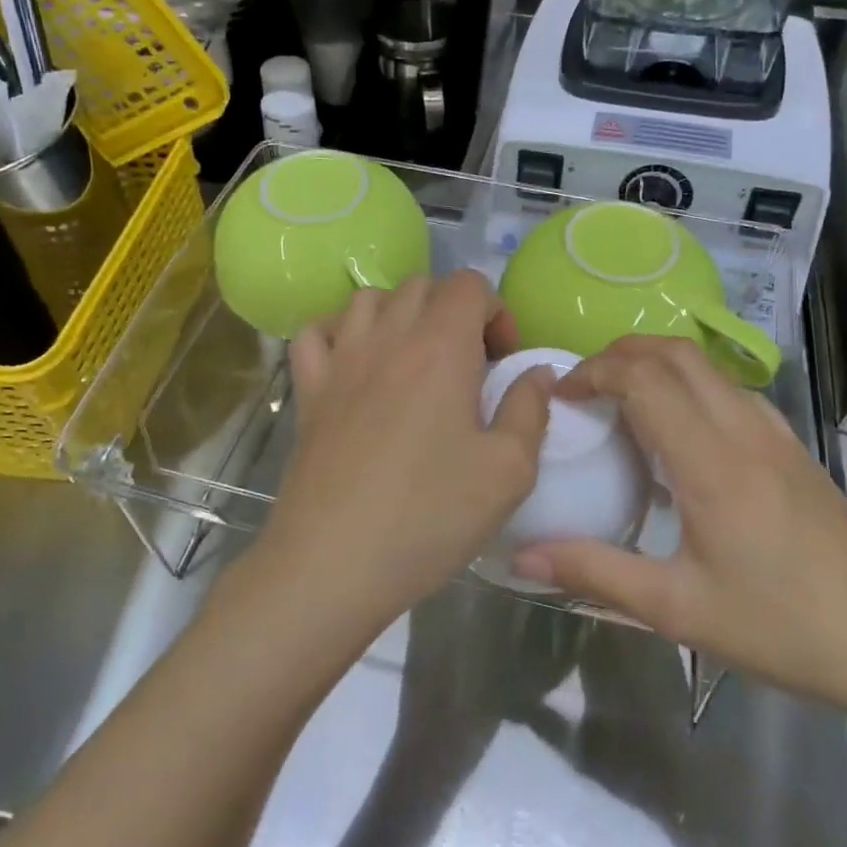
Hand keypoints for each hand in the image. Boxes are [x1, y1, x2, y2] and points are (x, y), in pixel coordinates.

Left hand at [245, 270, 554, 646]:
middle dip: (453, 310)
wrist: (333, 562)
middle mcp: (389, 337)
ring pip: (369, 298)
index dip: (495, 310)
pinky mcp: (308, 388)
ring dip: (400, 312)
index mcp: (442, 347)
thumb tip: (538, 372)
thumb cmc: (430, 515)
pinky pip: (318, 331)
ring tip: (415, 357)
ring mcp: (341, 359)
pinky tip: (356, 361)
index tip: (502, 360)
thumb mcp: (509, 471)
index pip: (469, 284)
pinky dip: (340, 330)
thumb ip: (530, 409)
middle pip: (422, 285)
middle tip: (467, 363)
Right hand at [511, 336, 846, 717]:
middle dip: (619, 354)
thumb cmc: (779, 627)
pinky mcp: (791, 443)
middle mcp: (742, 429)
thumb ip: (595, 572)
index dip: (594, 373)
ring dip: (655, 363)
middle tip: (584, 387)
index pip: (642, 379)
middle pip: (673, 352)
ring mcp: (773, 431)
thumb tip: (523, 555)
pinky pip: (729, 388)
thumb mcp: (677, 609)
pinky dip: (689, 382)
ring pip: (704, 365)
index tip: (562, 395)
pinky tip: (679, 429)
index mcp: (709, 462)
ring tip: (622, 400)